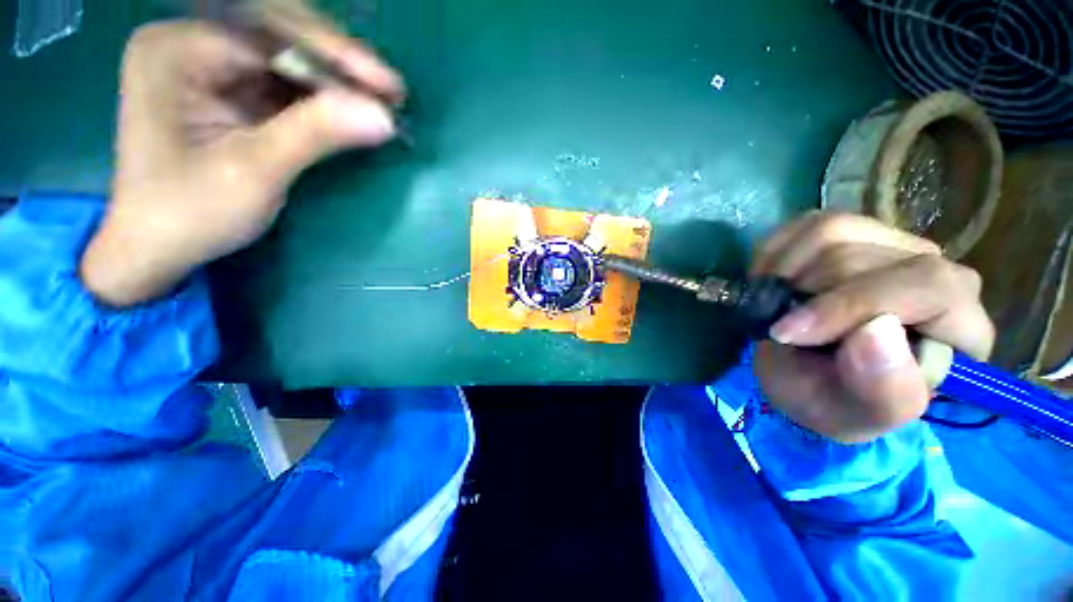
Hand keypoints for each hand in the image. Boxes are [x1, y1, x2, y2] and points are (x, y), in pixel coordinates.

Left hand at [80, 20, 404, 306]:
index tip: (387, 85)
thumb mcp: (254, 173)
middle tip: (390, 90)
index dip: (333, 57)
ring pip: (285, 59)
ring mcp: (206, 66)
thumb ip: (316, 135)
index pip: (269, 35)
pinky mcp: (225, 91)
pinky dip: (320, 98)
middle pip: (278, 37)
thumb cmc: (190, 213)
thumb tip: (384, 116)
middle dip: (337, 64)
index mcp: (177, 50)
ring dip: (335, 81)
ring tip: (380, 101)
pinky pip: (280, 83)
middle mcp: (190, 44)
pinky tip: (350, 111)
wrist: (155, 247)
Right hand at [752, 212, 994, 442]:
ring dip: (784, 272)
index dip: (851, 304)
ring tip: (773, 303)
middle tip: (776, 324)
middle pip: (866, 257)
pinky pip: (805, 225)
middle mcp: (936, 273)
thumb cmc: (834, 400)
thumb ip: (882, 389)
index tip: (789, 331)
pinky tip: (771, 281)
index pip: (928, 287)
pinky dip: (774, 253)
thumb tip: (876, 330)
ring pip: (833, 231)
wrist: (808, 375)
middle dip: (805, 293)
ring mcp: (893, 245)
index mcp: (959, 328)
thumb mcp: (853, 414)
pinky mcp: (852, 232)